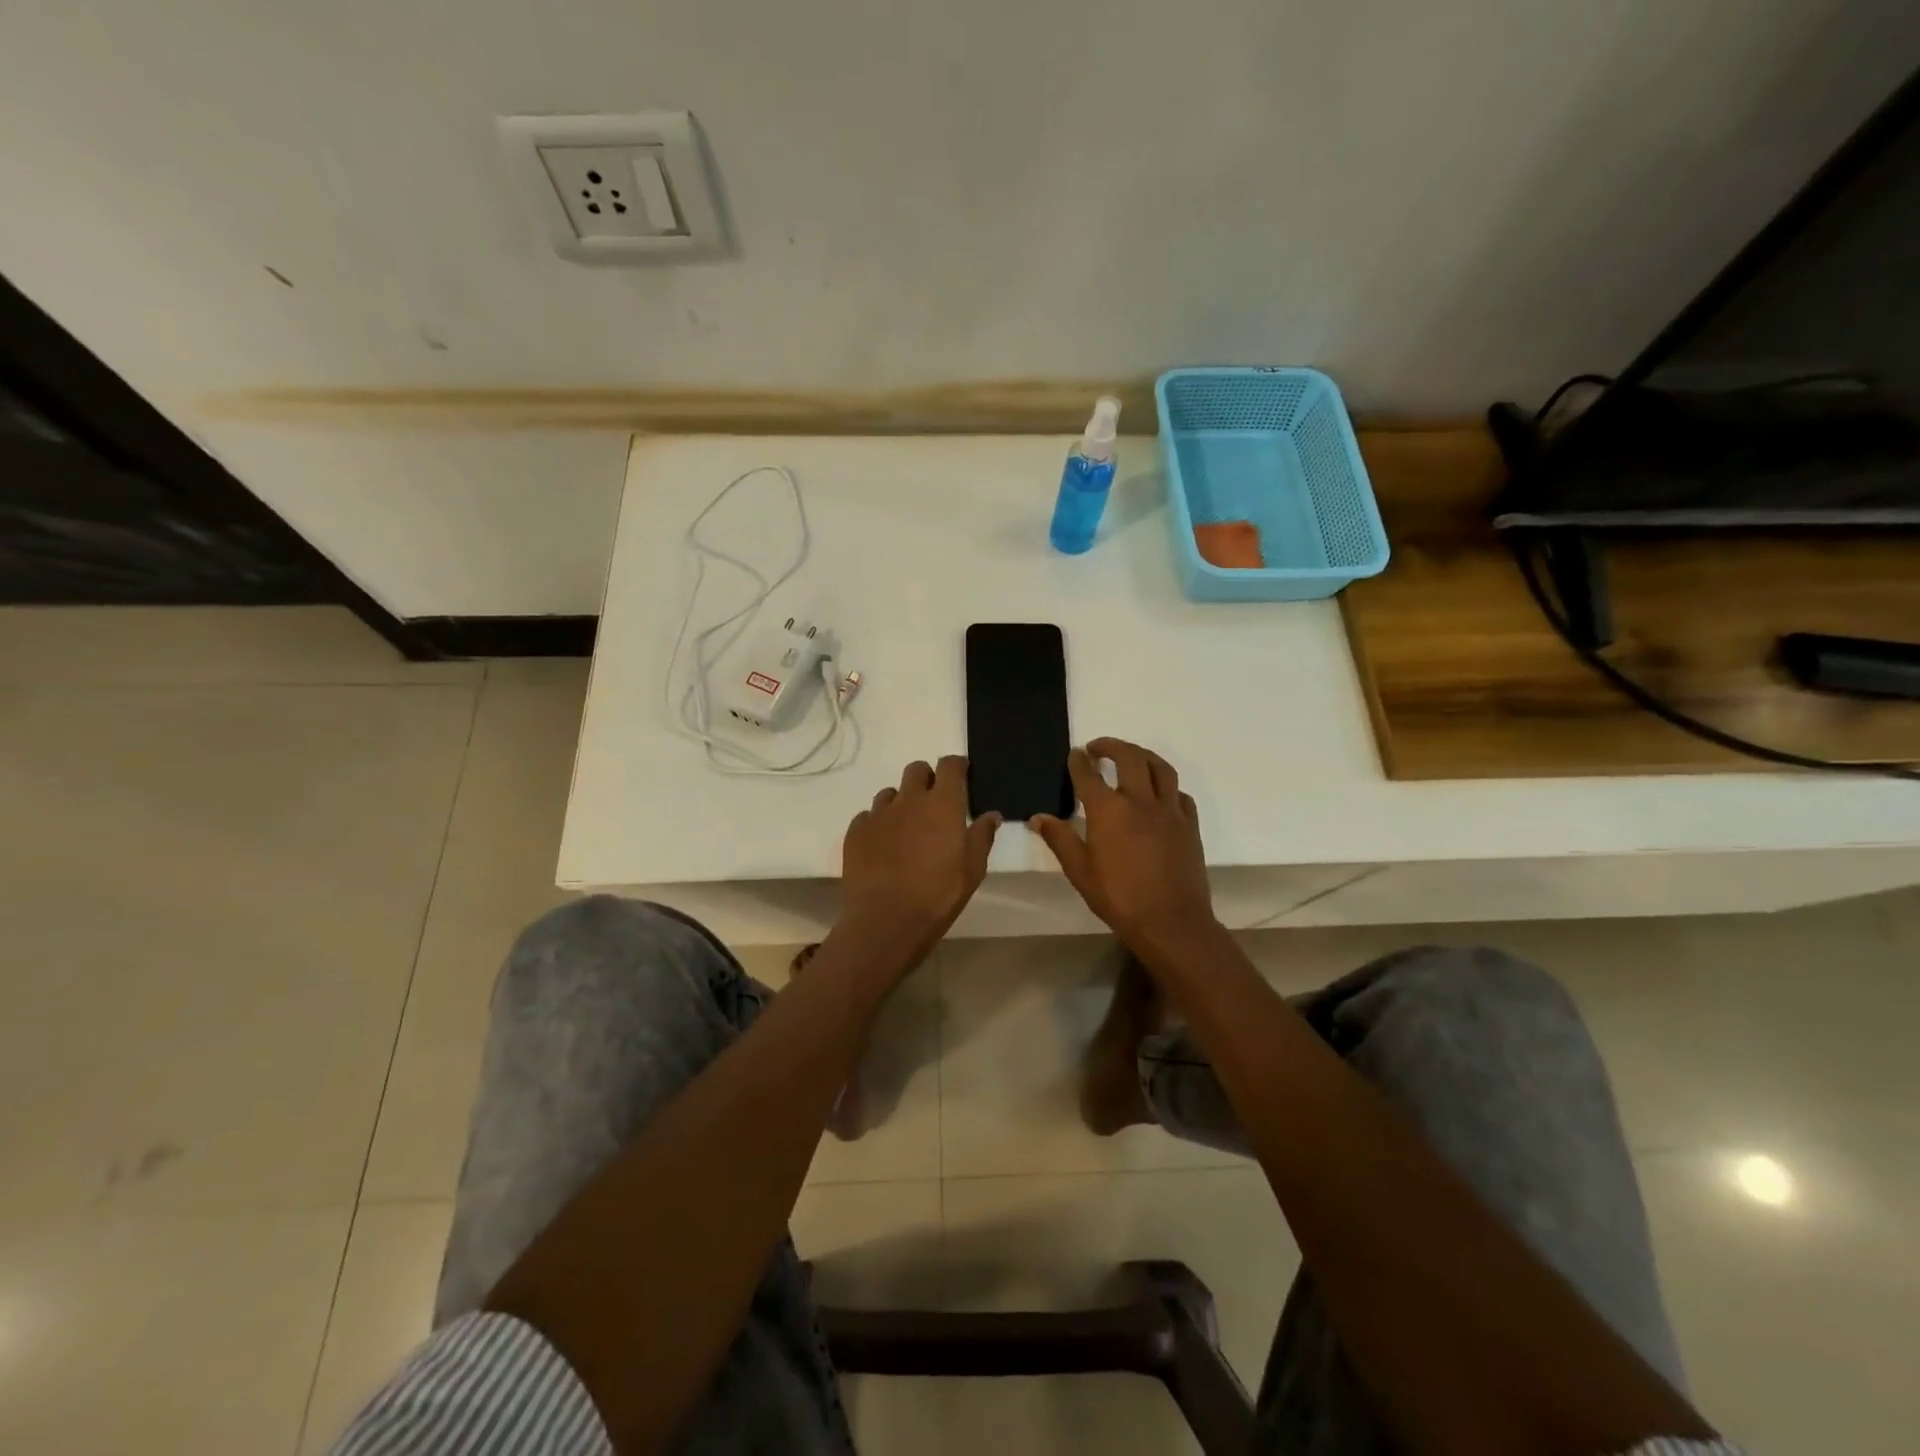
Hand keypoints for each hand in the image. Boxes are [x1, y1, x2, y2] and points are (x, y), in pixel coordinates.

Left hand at [838, 756, 1000, 970]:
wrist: (885, 921)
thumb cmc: (938, 895)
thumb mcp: (973, 870)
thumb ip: (982, 836)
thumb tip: (991, 815)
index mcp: (942, 804)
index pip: (949, 765)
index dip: (956, 766)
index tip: (961, 776)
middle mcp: (909, 799)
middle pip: (916, 770)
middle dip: (927, 779)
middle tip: (934, 804)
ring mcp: (879, 814)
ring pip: (890, 793)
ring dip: (901, 802)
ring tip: (906, 829)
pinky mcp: (856, 831)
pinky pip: (868, 816)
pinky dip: (878, 824)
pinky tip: (883, 846)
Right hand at [1031, 738, 1217, 951]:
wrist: (1172, 922)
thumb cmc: (1119, 899)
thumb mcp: (1080, 872)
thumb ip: (1060, 839)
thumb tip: (1039, 817)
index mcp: (1109, 811)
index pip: (1089, 776)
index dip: (1079, 762)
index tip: (1074, 754)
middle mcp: (1140, 801)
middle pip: (1129, 758)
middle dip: (1111, 746)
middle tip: (1098, 748)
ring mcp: (1169, 811)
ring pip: (1160, 768)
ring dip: (1143, 755)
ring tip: (1131, 757)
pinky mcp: (1190, 825)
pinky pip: (1179, 793)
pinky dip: (1166, 785)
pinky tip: (1159, 793)